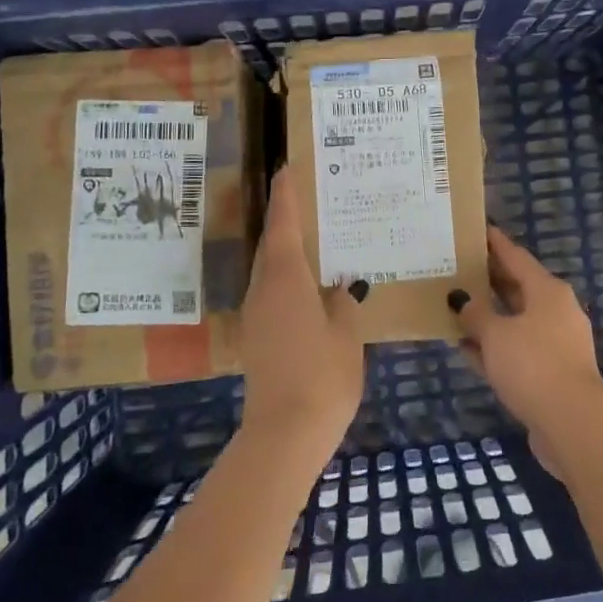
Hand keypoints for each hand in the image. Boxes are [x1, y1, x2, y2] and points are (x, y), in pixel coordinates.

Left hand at [235, 167, 366, 471]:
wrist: (284, 433)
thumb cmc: (322, 374)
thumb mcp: (346, 333)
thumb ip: (343, 302)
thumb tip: (340, 289)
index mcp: (285, 278)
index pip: (284, 225)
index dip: (286, 196)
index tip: (287, 168)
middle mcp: (263, 289)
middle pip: (272, 244)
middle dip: (286, 220)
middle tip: (312, 201)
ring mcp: (256, 315)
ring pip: (270, 270)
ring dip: (287, 251)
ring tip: (317, 240)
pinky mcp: (257, 338)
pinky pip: (272, 293)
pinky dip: (288, 279)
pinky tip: (311, 287)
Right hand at [448, 227, 602, 449]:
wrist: (572, 423)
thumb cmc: (533, 364)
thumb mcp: (496, 334)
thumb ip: (475, 314)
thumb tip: (461, 299)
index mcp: (547, 291)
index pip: (516, 257)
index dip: (495, 243)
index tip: (477, 229)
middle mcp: (555, 312)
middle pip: (517, 288)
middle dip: (488, 279)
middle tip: (457, 267)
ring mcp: (555, 344)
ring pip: (514, 322)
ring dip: (487, 317)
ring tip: (455, 307)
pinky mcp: (549, 374)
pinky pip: (515, 351)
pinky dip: (493, 347)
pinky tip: (465, 347)